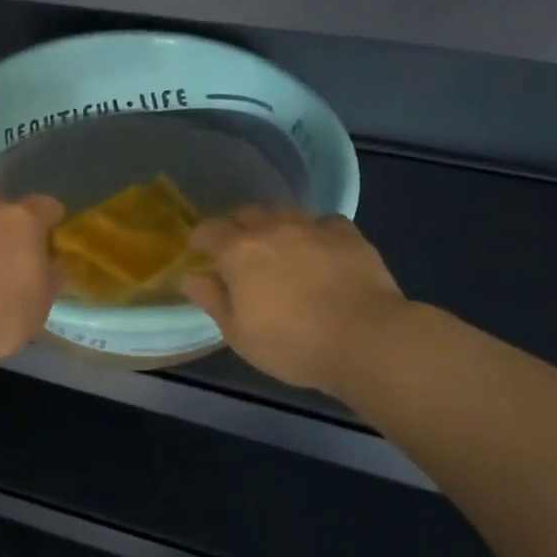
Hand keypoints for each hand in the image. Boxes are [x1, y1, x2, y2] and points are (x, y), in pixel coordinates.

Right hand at [181, 209, 414, 395]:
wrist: (366, 339)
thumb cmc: (292, 343)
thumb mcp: (239, 333)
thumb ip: (212, 300)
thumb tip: (190, 277)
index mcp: (239, 251)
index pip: (209, 230)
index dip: (200, 239)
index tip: (199, 252)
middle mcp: (273, 229)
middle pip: (245, 214)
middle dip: (235, 227)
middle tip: (236, 251)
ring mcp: (313, 227)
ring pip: (283, 213)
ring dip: (273, 226)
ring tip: (277, 247)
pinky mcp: (348, 235)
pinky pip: (324, 222)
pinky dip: (315, 231)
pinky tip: (320, 249)